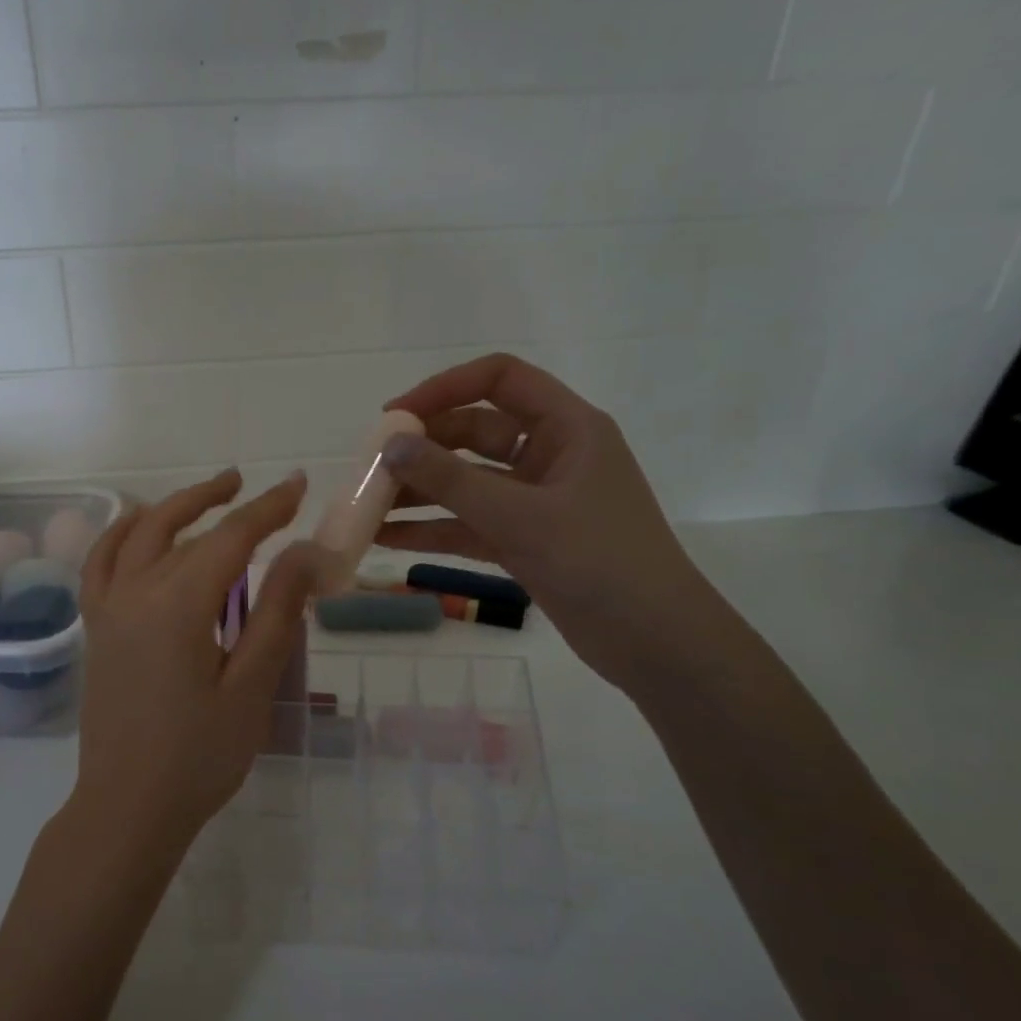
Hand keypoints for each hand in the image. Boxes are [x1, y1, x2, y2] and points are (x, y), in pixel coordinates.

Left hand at [72, 469, 321, 860]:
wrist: (128, 807)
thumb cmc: (199, 756)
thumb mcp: (251, 686)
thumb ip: (277, 613)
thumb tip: (304, 552)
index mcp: (178, 605)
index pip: (230, 537)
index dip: (268, 509)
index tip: (298, 486)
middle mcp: (135, 592)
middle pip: (179, 527)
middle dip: (219, 499)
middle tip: (251, 483)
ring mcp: (107, 609)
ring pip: (136, 536)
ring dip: (171, 507)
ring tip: (205, 495)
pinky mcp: (96, 629)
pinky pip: (101, 563)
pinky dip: (120, 534)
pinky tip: (137, 529)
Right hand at [377, 352, 718, 689]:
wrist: (653, 641)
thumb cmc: (598, 561)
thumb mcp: (519, 516)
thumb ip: (451, 481)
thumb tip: (391, 447)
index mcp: (567, 427)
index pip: (500, 379)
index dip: (444, 388)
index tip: (394, 418)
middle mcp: (550, 455)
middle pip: (475, 432)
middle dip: (423, 448)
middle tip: (371, 467)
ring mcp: (535, 501)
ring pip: (467, 482)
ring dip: (420, 492)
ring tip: (367, 505)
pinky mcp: (524, 540)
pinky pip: (469, 524)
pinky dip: (432, 529)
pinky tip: (386, 538)